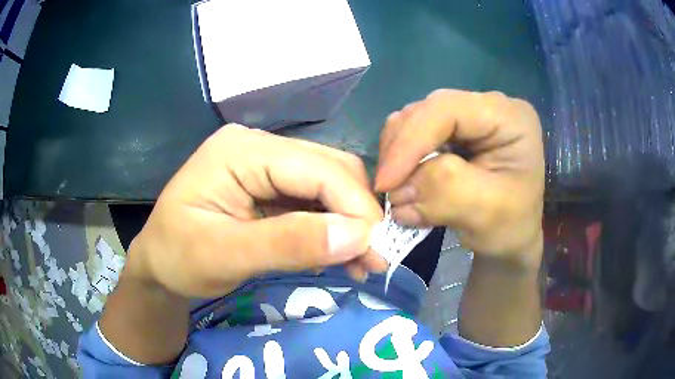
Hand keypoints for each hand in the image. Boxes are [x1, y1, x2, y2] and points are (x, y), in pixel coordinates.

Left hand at [127, 125, 386, 298]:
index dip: (353, 206)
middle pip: (328, 169)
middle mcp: (258, 147)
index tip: (376, 248)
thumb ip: (289, 243)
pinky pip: (314, 201)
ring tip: (363, 262)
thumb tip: (357, 237)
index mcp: (240, 150)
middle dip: (356, 214)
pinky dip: (333, 228)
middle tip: (374, 258)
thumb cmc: (179, 258)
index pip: (316, 167)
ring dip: (349, 223)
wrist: (159, 265)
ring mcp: (265, 165)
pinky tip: (341, 253)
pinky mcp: (270, 187)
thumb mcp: (225, 255)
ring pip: (327, 184)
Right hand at [376, 89, 543, 267]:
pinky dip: (403, 162)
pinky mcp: (454, 132)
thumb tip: (399, 190)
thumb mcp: (488, 214)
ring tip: (397, 192)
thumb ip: (447, 192)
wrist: (513, 235)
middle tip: (388, 191)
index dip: (410, 142)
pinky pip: (415, 137)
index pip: (447, 110)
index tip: (386, 183)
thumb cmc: (511, 226)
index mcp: (509, 118)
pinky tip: (405, 185)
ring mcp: (468, 117)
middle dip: (401, 151)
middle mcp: (487, 107)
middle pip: (426, 111)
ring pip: (414, 122)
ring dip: (398, 157)